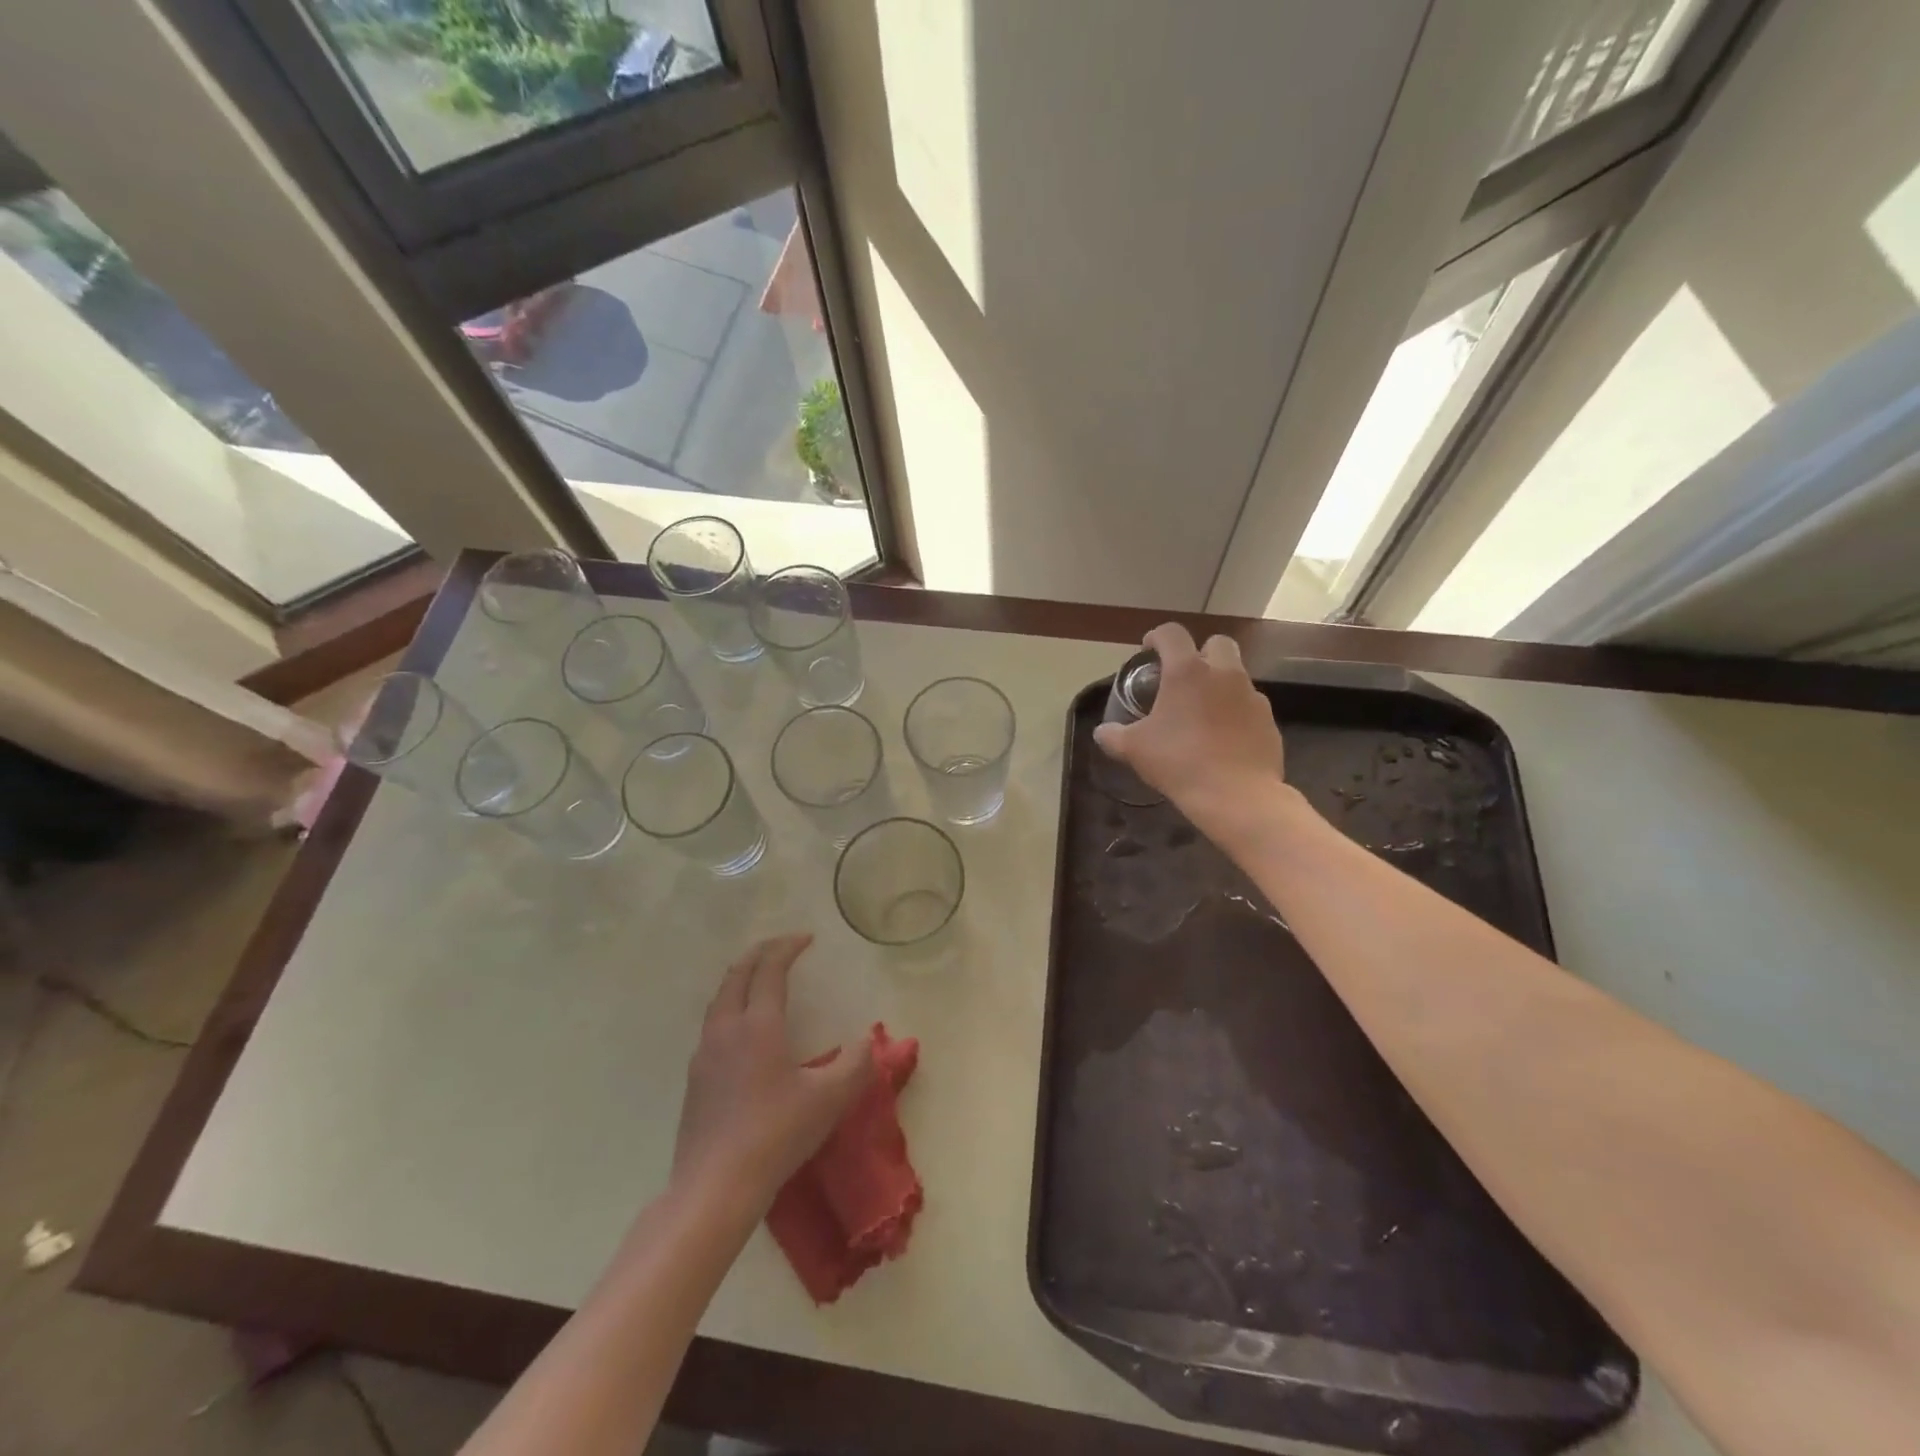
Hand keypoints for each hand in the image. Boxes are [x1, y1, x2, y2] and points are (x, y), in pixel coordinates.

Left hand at [673, 934, 873, 1213]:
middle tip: (783, 947)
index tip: (807, 938)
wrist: (714, 1187)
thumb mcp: (830, 1099)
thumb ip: (857, 1064)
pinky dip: (730, 1005)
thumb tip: (869, 1040)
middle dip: (760, 953)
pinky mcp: (695, 1079)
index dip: (788, 948)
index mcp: (758, 1024)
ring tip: (760, 978)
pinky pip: (712, 1024)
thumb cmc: (776, 1134)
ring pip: (720, 998)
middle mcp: (726, 1029)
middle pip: (738, 974)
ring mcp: (705, 1054)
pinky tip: (742, 1029)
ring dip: (741, 978)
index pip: (770, 969)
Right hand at [1093, 623, 1287, 834]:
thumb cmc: (1179, 762)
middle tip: (1183, 678)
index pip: (1172, 634)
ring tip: (1203, 712)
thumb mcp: (1134, 750)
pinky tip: (1223, 737)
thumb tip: (1101, 732)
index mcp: (1187, 671)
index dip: (1157, 637)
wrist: (1237, 795)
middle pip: (1216, 643)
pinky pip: (1249, 705)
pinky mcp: (1269, 720)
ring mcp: (1252, 695)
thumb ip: (1113, 735)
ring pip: (1236, 674)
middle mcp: (1224, 673)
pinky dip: (1235, 712)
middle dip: (1199, 653)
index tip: (1148, 651)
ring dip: (1219, 683)